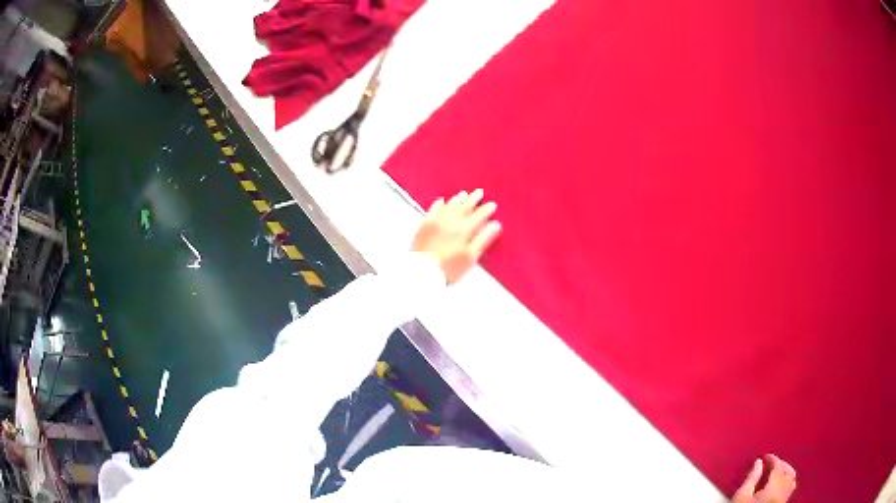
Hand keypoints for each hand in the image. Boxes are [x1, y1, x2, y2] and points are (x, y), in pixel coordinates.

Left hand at [411, 189, 501, 283]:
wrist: (423, 272)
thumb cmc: (448, 268)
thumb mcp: (471, 257)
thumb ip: (483, 239)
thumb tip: (495, 225)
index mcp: (463, 230)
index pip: (479, 216)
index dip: (486, 209)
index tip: (492, 205)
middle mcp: (450, 222)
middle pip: (464, 207)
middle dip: (473, 199)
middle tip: (479, 192)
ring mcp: (436, 222)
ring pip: (449, 206)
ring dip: (457, 199)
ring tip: (463, 194)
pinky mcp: (424, 226)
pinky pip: (432, 210)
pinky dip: (438, 204)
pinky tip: (441, 201)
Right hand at [732, 454, 796, 502]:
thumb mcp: (742, 495)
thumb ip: (752, 478)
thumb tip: (758, 462)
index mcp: (774, 487)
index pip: (779, 466)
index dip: (772, 459)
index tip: (764, 458)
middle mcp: (783, 492)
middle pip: (788, 472)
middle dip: (781, 465)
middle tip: (771, 464)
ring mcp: (783, 499)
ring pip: (791, 481)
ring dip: (785, 473)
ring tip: (776, 473)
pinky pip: (789, 490)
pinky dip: (786, 483)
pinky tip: (778, 486)